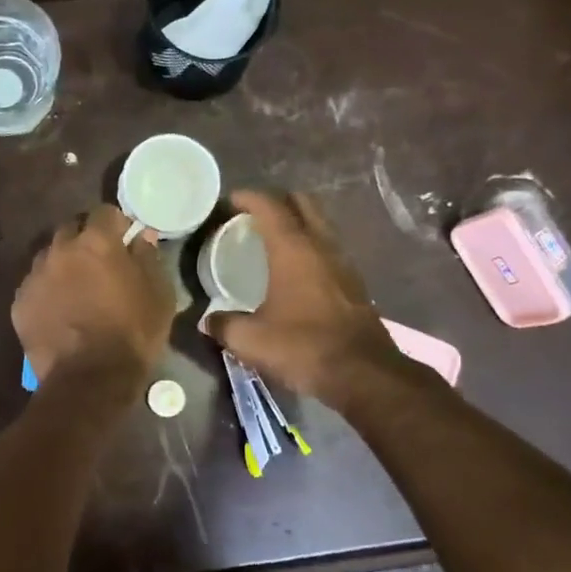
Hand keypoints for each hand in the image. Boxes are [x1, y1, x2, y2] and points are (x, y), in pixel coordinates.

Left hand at [14, 205, 175, 389]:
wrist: (89, 380)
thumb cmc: (133, 334)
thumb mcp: (159, 295)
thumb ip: (149, 258)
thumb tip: (141, 237)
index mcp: (96, 242)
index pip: (104, 212)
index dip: (115, 223)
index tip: (124, 239)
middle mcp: (60, 250)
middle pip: (70, 230)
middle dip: (85, 240)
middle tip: (99, 263)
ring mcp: (35, 276)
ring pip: (48, 257)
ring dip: (63, 264)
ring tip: (76, 289)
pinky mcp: (19, 303)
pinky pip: (34, 286)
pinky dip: (47, 291)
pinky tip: (59, 311)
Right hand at [206, 190, 403, 407]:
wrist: (363, 373)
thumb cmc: (303, 347)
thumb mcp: (251, 340)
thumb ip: (224, 324)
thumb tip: (207, 320)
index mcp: (293, 249)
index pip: (270, 206)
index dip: (248, 197)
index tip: (230, 201)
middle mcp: (321, 246)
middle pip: (302, 203)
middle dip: (278, 201)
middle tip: (254, 216)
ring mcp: (343, 263)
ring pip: (320, 224)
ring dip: (298, 222)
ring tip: (273, 240)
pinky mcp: (355, 283)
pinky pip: (329, 248)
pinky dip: (311, 246)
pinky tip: (297, 270)